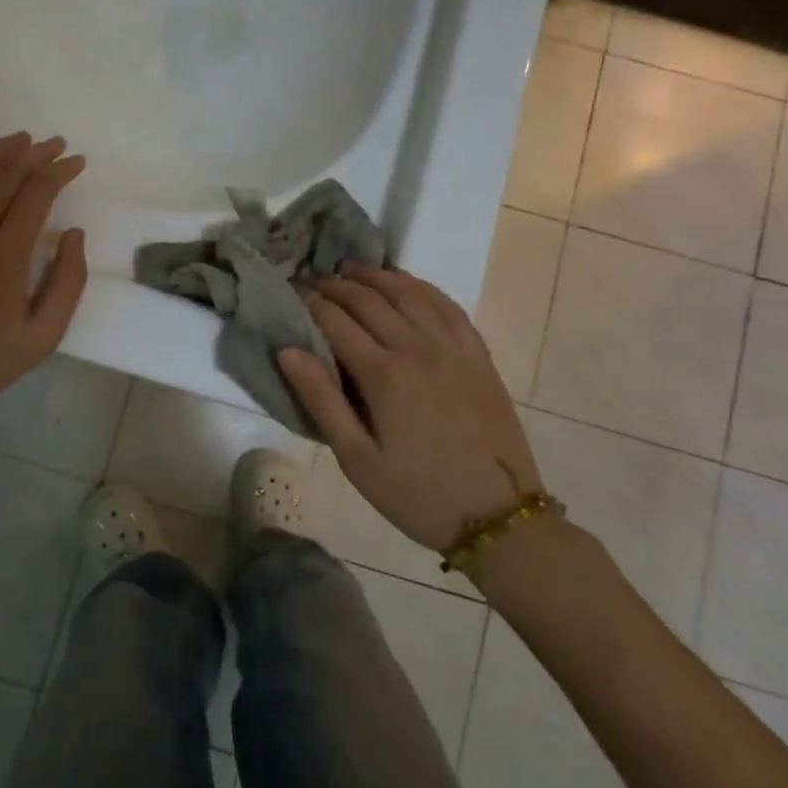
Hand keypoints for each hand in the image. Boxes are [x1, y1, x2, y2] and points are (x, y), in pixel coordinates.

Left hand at [0, 119, 88, 451]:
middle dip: (35, 155)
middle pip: (7, 177)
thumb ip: (67, 281)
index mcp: (6, 255)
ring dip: (0, 151)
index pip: (37, 195)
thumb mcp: (45, 333)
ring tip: (22, 139)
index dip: (60, 172)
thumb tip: (73, 233)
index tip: (77, 161)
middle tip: (56, 144)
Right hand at [277, 265, 541, 554]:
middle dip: (336, 285)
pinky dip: (421, 287)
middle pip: (370, 300)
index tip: (291, 292)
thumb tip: (288, 350)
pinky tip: (406, 284)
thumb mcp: (357, 459)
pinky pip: (447, 305)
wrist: (499, 517)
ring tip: (351, 270)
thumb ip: (321, 400)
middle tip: (313, 280)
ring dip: (376, 276)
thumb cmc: (417, 494)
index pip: (337, 320)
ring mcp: (454, 348)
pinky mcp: (478, 355)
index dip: (310, 302)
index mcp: (384, 375)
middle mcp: (418, 348)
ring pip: (409, 293)